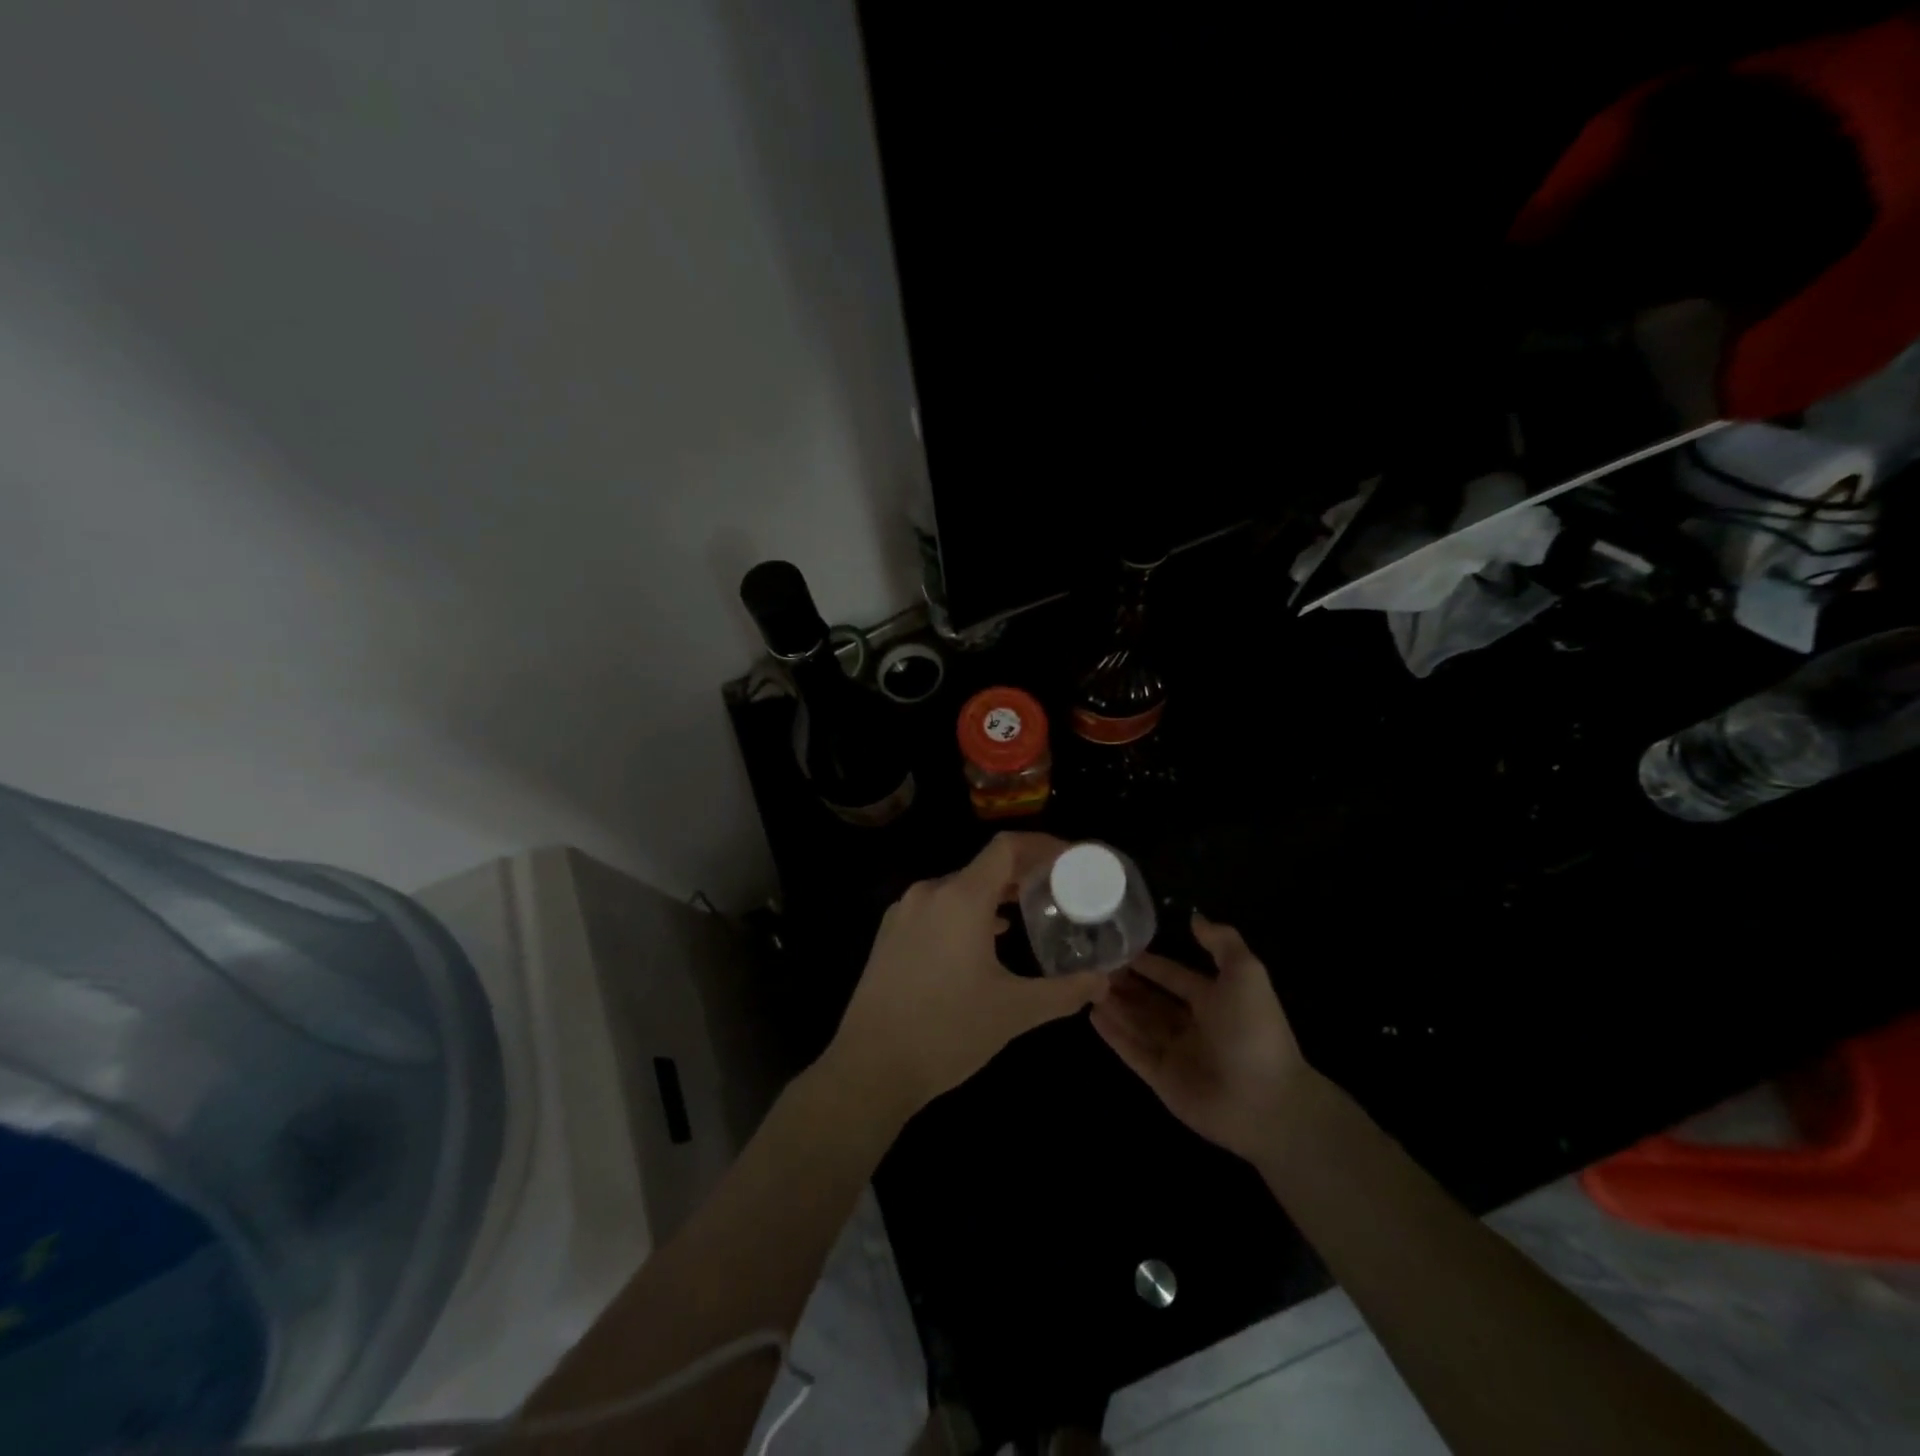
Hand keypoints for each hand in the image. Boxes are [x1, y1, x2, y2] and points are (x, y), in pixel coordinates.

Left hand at [825, 833, 1111, 1116]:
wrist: (869, 1067)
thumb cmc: (947, 1032)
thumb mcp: (1014, 1012)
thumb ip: (1064, 992)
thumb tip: (1103, 982)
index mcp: (961, 898)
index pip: (1007, 847)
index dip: (1043, 846)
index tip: (1071, 860)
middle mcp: (930, 893)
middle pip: (985, 866)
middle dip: (1024, 873)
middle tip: (1059, 890)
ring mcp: (905, 912)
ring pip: (960, 887)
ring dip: (995, 894)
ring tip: (1029, 912)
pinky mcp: (890, 933)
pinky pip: (938, 906)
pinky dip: (968, 911)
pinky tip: (986, 937)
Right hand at [1091, 915, 1314, 1162]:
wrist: (1265, 1103)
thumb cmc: (1253, 1032)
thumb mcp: (1246, 974)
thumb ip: (1222, 942)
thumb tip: (1195, 917)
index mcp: (1215, 1001)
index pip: (1175, 976)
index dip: (1150, 963)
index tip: (1120, 946)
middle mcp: (1194, 1025)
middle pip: (1152, 1000)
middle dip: (1127, 983)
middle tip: (1094, 965)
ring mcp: (1177, 1054)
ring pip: (1139, 1023)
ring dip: (1116, 1005)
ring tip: (1086, 985)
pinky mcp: (1162, 1079)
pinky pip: (1133, 1051)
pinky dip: (1114, 1034)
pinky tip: (1092, 1015)